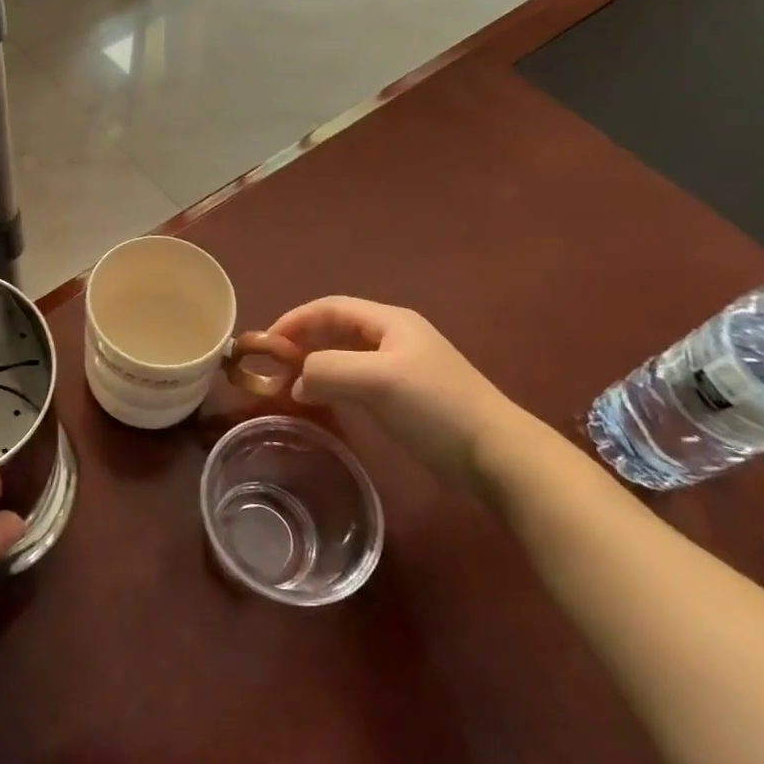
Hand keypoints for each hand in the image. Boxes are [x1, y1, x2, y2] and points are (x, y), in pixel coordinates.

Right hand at [268, 297, 528, 491]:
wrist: (497, 456)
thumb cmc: (435, 406)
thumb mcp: (376, 379)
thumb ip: (327, 369)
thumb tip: (298, 381)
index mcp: (390, 321)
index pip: (330, 307)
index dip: (295, 319)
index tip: (266, 343)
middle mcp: (394, 337)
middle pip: (336, 328)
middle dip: (303, 340)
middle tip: (274, 364)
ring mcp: (402, 368)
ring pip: (346, 355)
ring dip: (317, 364)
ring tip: (291, 382)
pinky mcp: (406, 398)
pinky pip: (358, 380)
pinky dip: (333, 384)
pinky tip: (324, 400)